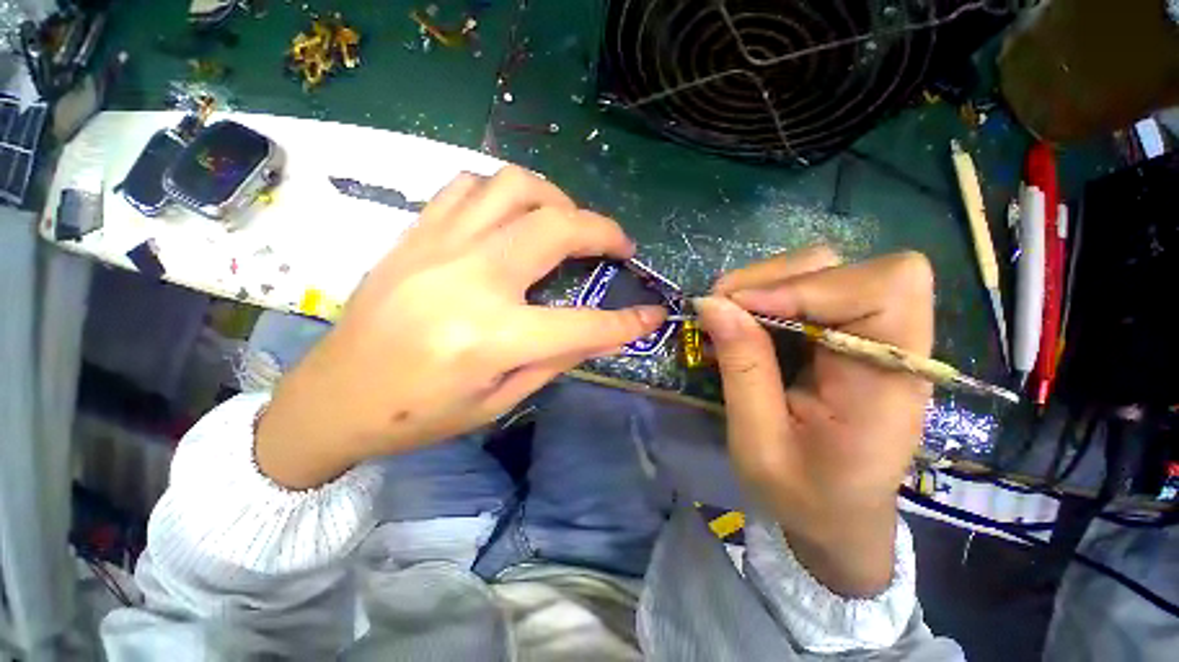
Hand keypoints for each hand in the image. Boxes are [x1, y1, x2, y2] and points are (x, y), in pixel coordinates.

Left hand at [256, 167, 665, 488]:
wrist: (333, 397)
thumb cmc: (419, 414)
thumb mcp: (500, 400)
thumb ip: (556, 358)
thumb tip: (601, 331)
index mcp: (492, 337)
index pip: (584, 324)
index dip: (628, 322)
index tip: (654, 314)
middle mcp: (470, 279)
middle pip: (557, 228)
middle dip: (603, 231)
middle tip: (619, 245)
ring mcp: (438, 246)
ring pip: (514, 186)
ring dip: (556, 198)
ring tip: (568, 221)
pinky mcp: (416, 234)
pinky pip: (468, 186)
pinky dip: (504, 193)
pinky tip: (513, 217)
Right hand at [695, 247, 932, 596]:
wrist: (837, 515)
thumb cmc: (802, 494)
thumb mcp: (758, 441)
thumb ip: (742, 368)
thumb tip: (711, 304)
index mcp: (888, 383)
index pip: (884, 290)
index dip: (807, 287)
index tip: (741, 310)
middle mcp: (894, 346)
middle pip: (848, 266)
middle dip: (775, 279)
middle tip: (722, 307)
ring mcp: (871, 335)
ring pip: (826, 268)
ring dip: (768, 283)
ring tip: (728, 312)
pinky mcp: (847, 333)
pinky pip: (810, 288)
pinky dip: (770, 294)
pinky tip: (745, 320)